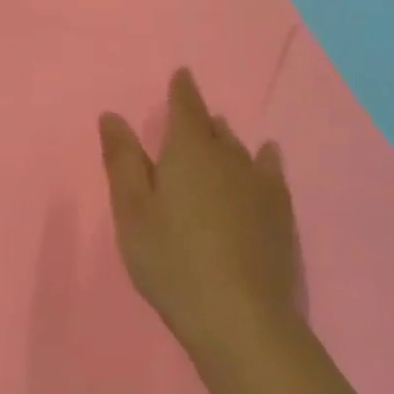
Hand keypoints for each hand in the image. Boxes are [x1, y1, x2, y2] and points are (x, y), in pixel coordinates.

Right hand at [99, 68, 302, 356]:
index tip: (182, 74)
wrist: (240, 319)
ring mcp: (259, 186)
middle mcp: (228, 157)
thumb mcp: (132, 210)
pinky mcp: (280, 214)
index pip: (186, 107)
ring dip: (227, 139)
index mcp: (188, 151)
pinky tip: (268, 156)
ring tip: (220, 133)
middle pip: (213, 128)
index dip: (182, 90)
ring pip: (240, 149)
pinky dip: (265, 159)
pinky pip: (271, 172)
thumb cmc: (172, 259)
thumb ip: (122, 159)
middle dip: (201, 118)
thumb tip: (112, 114)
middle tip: (191, 115)